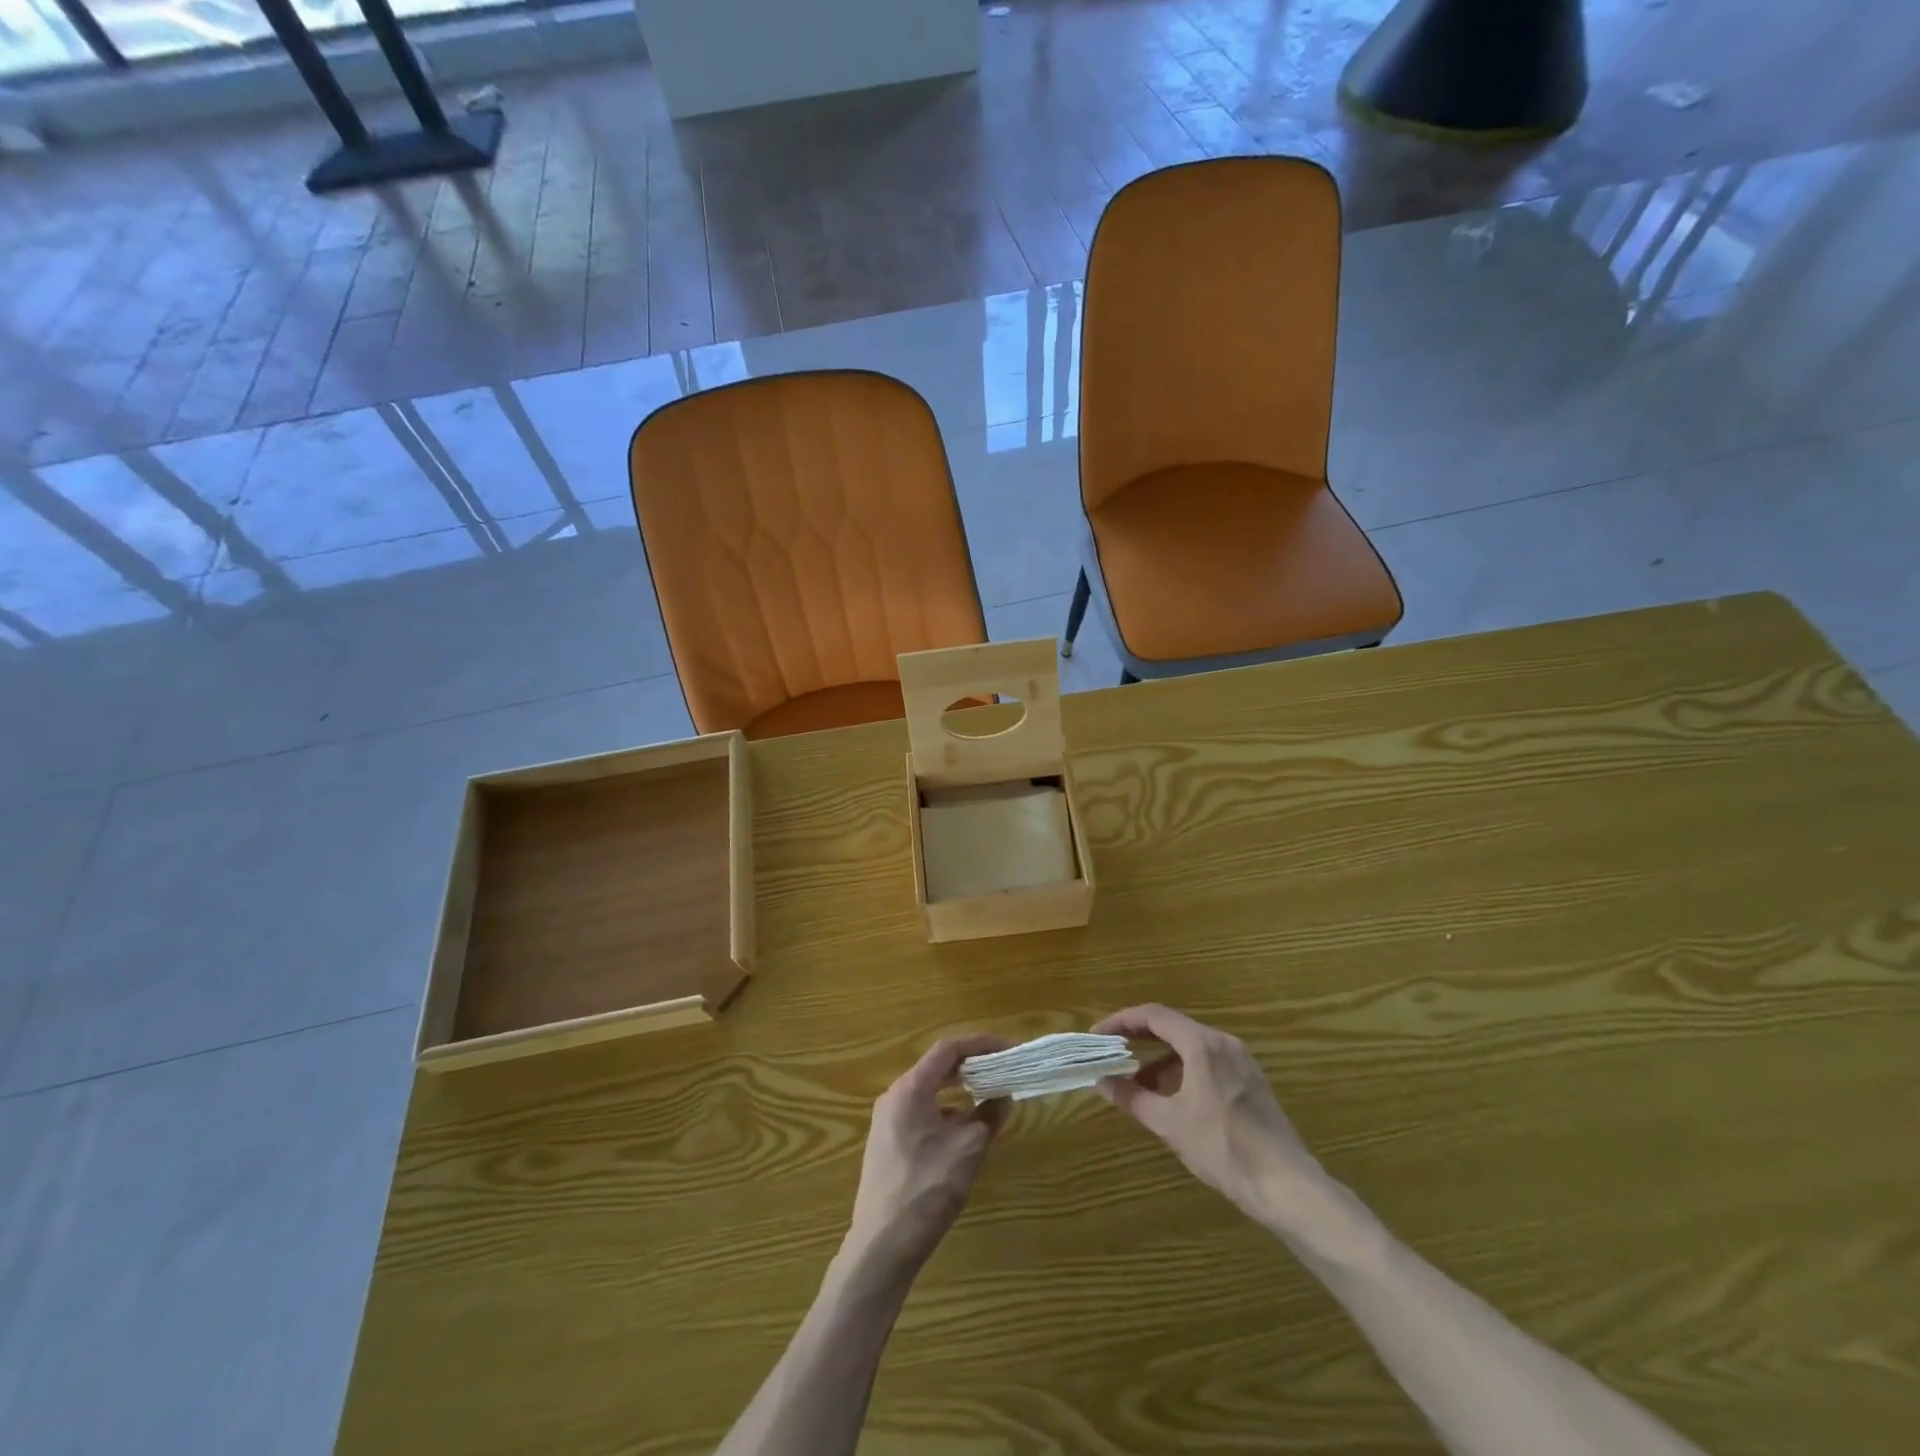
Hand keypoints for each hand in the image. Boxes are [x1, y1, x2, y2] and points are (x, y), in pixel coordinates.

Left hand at [844, 1035, 1009, 1278]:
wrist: (882, 1245)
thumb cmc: (927, 1189)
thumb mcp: (968, 1149)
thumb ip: (988, 1116)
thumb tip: (1002, 1097)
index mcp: (911, 1088)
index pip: (948, 1049)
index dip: (981, 1044)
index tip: (1008, 1049)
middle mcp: (895, 1095)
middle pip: (937, 1067)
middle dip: (972, 1066)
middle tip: (1003, 1070)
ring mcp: (887, 1120)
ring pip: (930, 1091)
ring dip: (960, 1090)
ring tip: (989, 1098)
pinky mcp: (887, 1142)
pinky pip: (921, 1112)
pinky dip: (946, 1111)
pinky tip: (965, 1132)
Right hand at [1092, 1004, 1329, 1232]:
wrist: (1287, 1186)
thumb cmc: (1223, 1149)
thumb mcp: (1170, 1124)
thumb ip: (1132, 1097)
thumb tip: (1101, 1081)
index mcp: (1203, 1044)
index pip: (1153, 1015)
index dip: (1120, 1021)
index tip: (1097, 1035)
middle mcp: (1223, 1042)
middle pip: (1172, 1026)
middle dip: (1138, 1037)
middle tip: (1110, 1052)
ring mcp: (1240, 1060)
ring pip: (1190, 1045)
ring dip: (1159, 1057)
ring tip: (1136, 1082)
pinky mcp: (1250, 1080)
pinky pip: (1207, 1060)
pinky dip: (1181, 1069)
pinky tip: (1170, 1096)